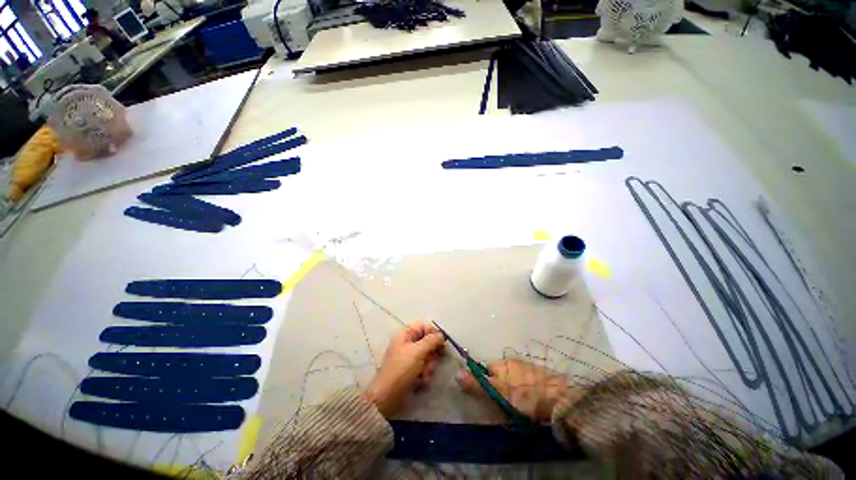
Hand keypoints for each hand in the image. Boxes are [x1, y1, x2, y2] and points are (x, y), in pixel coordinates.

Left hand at [364, 322, 444, 417]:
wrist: (388, 397)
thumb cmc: (401, 369)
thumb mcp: (417, 352)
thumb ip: (431, 341)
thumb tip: (442, 334)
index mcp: (405, 334)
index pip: (423, 326)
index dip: (433, 333)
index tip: (442, 343)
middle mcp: (407, 343)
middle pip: (428, 342)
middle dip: (431, 354)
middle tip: (429, 362)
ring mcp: (410, 357)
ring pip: (428, 355)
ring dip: (429, 366)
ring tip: (424, 375)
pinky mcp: (412, 370)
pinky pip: (425, 367)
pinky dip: (425, 374)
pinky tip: (422, 381)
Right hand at [456, 359, 572, 422]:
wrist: (558, 397)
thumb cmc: (524, 396)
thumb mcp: (497, 393)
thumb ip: (477, 384)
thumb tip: (456, 373)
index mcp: (501, 364)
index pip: (487, 367)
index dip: (488, 380)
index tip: (494, 395)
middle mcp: (512, 360)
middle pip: (501, 370)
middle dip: (501, 383)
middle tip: (508, 401)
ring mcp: (527, 364)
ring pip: (514, 373)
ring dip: (514, 384)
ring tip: (522, 401)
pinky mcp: (540, 371)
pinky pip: (527, 377)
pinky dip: (527, 384)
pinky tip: (533, 396)